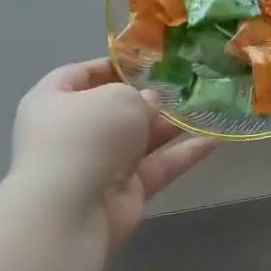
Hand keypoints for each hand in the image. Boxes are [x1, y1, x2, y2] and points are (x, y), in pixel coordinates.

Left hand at [8, 60, 217, 242]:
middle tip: (186, 85)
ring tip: (208, 107)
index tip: (150, 61)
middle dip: (151, 97)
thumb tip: (151, 103)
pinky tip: (215, 139)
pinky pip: (159, 165)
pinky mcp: (126, 190)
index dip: (114, 65)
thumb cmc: (86, 137)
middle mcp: (76, 131)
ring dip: (173, 125)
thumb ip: (139, 95)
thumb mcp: (117, 97)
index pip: (82, 74)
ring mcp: (101, 163)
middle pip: (117, 109)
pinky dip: (184, 154)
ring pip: (142, 138)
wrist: (72, 209)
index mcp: (55, 100)